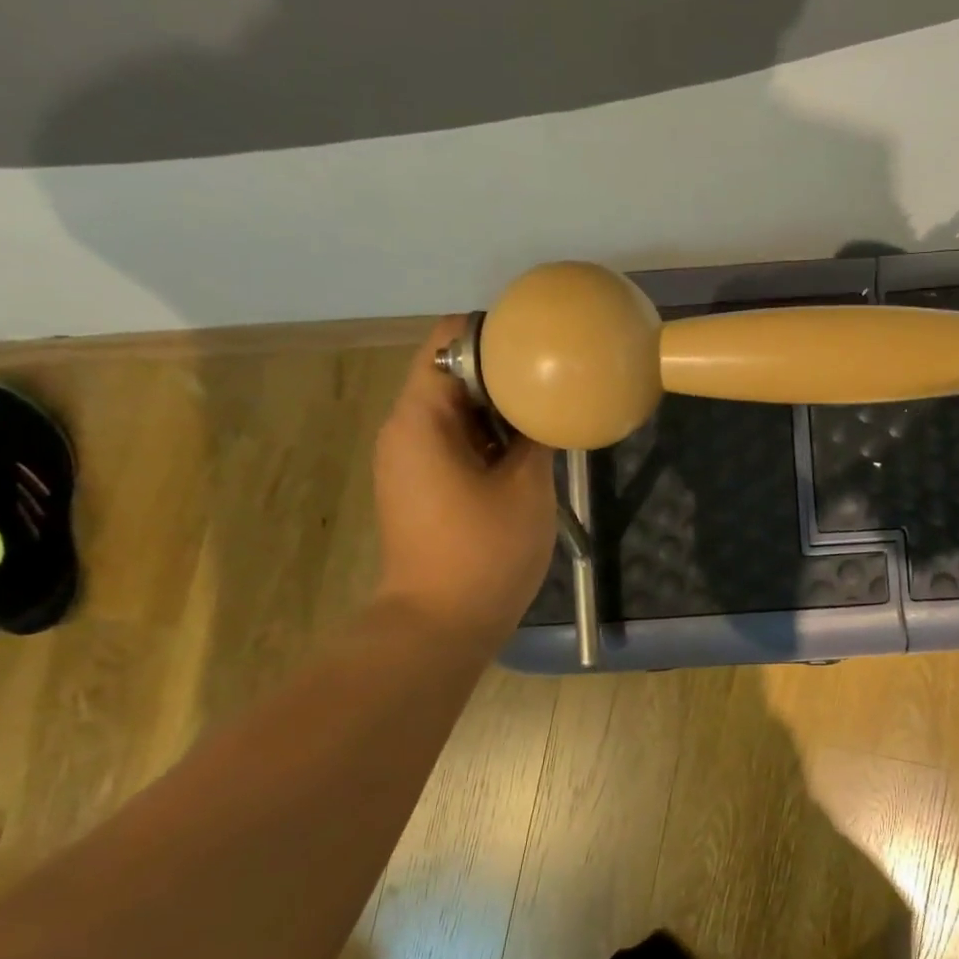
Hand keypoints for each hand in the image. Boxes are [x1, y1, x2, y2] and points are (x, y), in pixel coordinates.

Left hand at [373, 318, 555, 646]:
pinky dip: (486, 436)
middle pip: (450, 372)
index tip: (539, 343)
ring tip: (547, 408)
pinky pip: (452, 440)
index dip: (494, 334)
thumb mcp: (527, 487)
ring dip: (497, 406)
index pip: (449, 341)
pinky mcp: (418, 485)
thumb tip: (547, 403)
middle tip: (554, 375)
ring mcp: (407, 459)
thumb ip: (536, 433)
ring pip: (454, 409)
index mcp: (421, 417)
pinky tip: (525, 448)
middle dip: (501, 370)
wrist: (439, 625)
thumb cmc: (485, 552)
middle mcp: (403, 429)